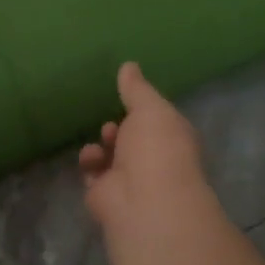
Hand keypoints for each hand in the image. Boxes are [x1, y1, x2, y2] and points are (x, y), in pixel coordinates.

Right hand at [79, 62, 215, 234]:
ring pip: (111, 155)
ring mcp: (130, 180)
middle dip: (119, 127)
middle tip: (112, 123)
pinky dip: (90, 163)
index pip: (158, 121)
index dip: (144, 109)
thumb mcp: (149, 107)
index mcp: (173, 138)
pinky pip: (94, 173)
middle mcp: (154, 160)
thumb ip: (136, 88)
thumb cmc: (157, 147)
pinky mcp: (106, 194)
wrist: (144, 200)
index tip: (127, 96)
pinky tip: (92, 158)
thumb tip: (129, 65)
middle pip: (132, 138)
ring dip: (103, 144)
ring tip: (104, 141)